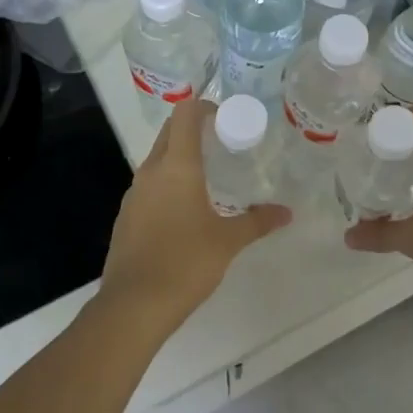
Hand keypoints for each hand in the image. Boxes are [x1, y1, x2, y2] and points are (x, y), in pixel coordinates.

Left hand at [95, 99, 289, 339]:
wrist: (134, 305)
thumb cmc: (186, 262)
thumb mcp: (228, 241)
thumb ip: (257, 221)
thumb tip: (286, 213)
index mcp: (177, 166)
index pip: (185, 115)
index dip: (204, 107)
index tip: (225, 117)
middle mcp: (151, 171)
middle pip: (169, 132)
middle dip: (193, 129)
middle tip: (222, 143)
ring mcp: (134, 194)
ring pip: (157, 160)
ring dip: (179, 157)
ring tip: (208, 176)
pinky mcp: (126, 216)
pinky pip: (149, 186)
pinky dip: (167, 184)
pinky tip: (185, 210)